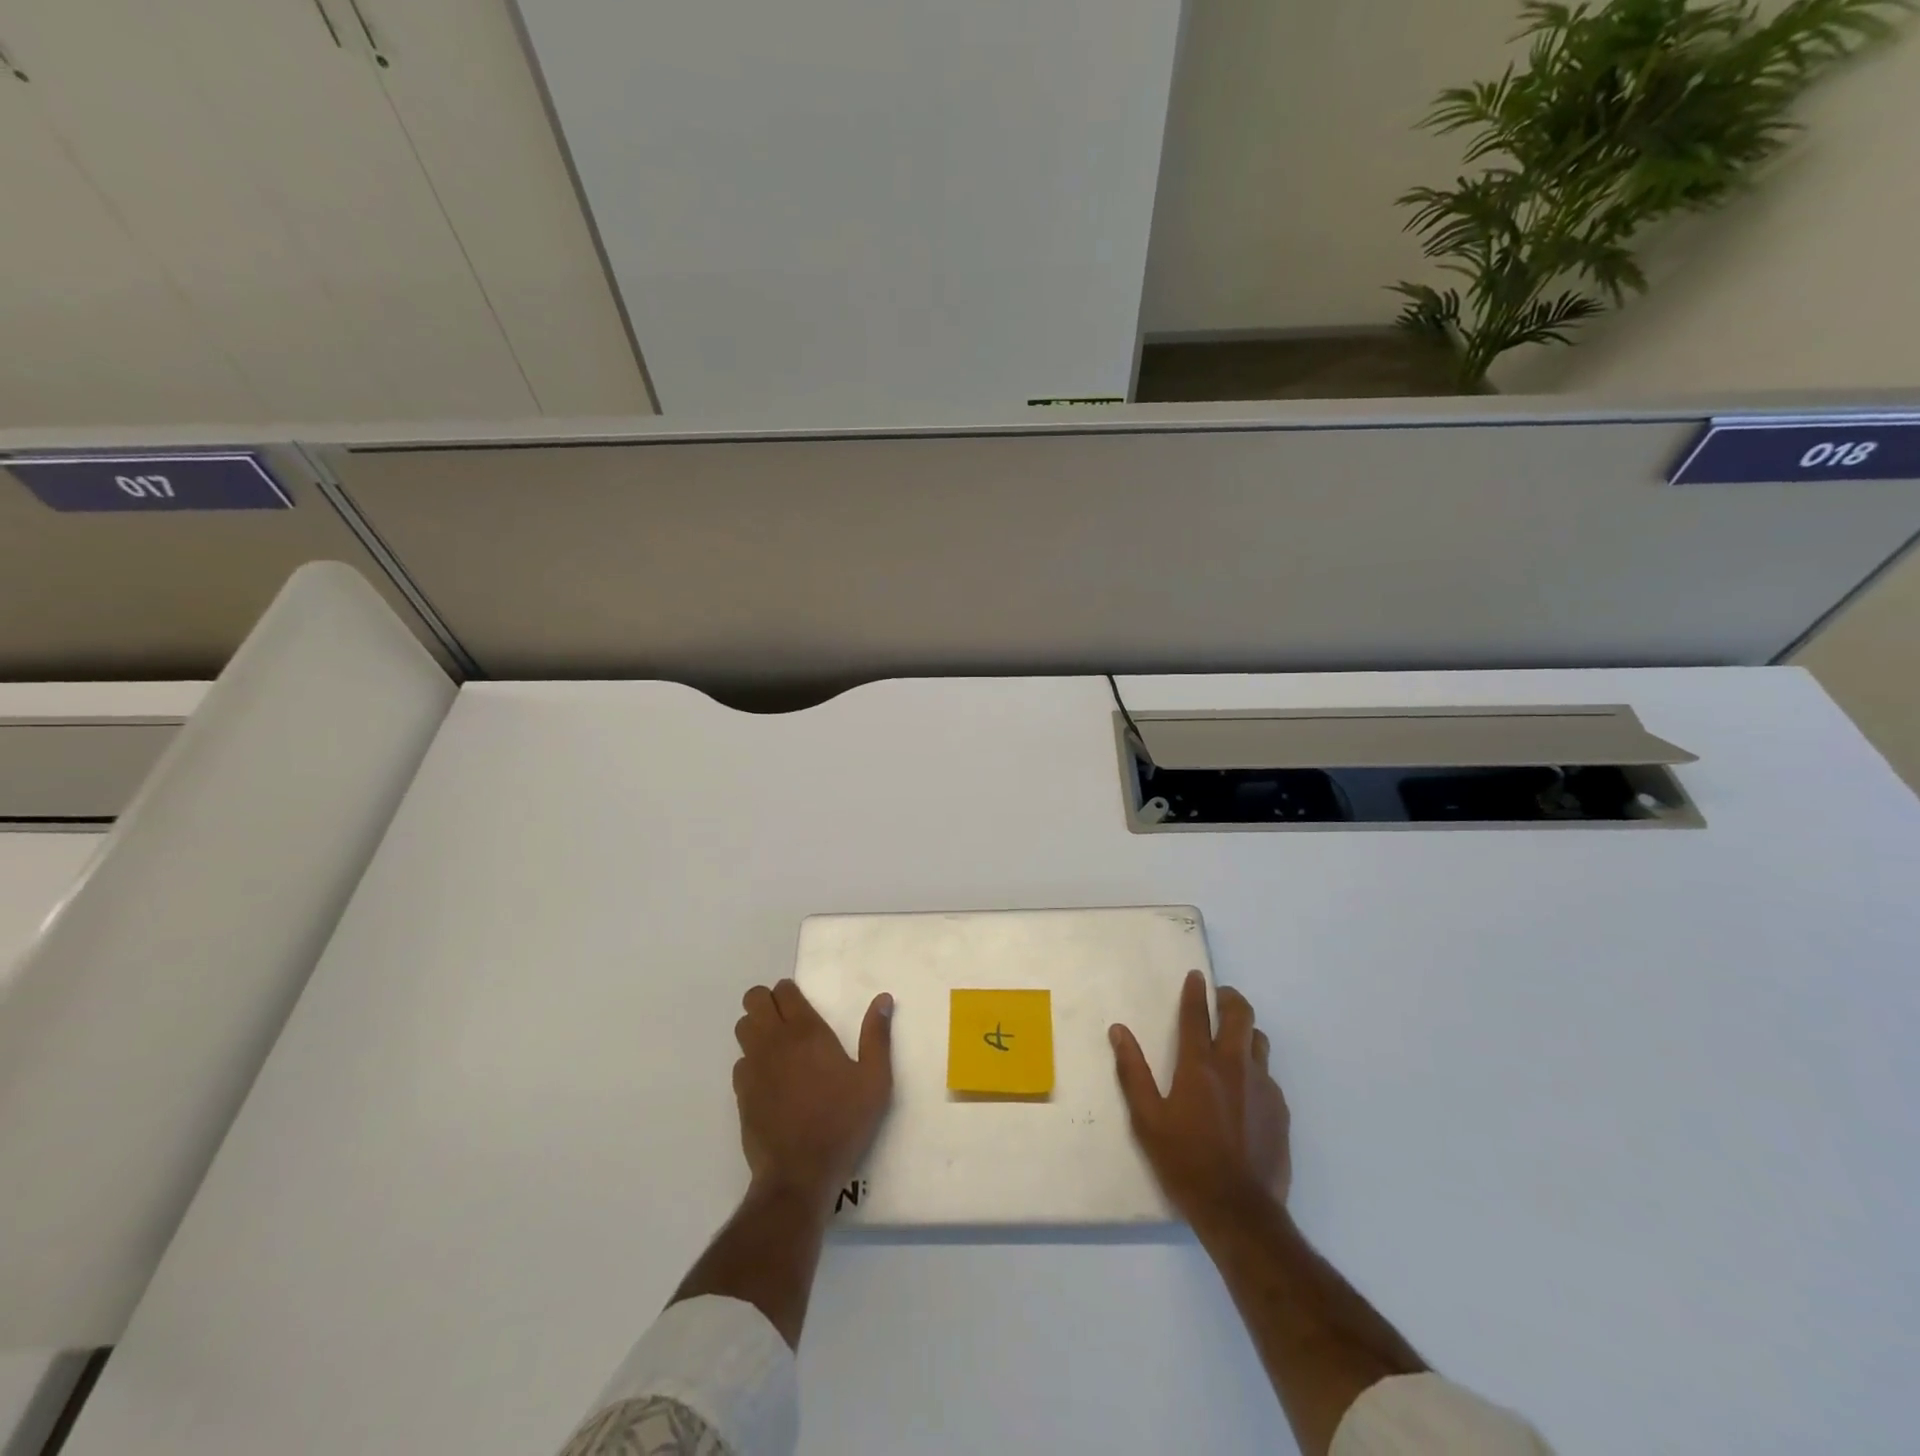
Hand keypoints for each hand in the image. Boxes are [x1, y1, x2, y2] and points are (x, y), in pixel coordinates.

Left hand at [734, 979, 893, 1209]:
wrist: (799, 1174)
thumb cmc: (842, 1122)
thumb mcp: (874, 1081)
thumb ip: (877, 1036)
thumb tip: (883, 999)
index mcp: (806, 1032)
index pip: (783, 991)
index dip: (790, 991)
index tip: (802, 1003)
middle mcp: (774, 1042)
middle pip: (754, 1000)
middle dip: (766, 1001)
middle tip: (787, 1018)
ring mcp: (753, 1067)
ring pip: (742, 1028)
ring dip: (756, 1027)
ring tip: (778, 1045)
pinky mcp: (741, 1094)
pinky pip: (740, 1062)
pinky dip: (752, 1061)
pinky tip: (770, 1078)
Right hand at [1111, 971, 1289, 1225]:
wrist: (1240, 1211)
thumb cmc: (1185, 1162)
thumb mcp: (1147, 1119)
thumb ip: (1133, 1071)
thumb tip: (1119, 1031)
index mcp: (1198, 1065)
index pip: (1196, 1014)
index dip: (1195, 991)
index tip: (1196, 976)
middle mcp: (1234, 1066)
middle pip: (1240, 1015)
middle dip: (1230, 998)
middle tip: (1220, 997)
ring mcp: (1262, 1086)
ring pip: (1259, 1041)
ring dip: (1246, 1031)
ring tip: (1233, 1039)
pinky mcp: (1280, 1109)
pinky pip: (1268, 1074)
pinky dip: (1255, 1068)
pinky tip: (1245, 1089)